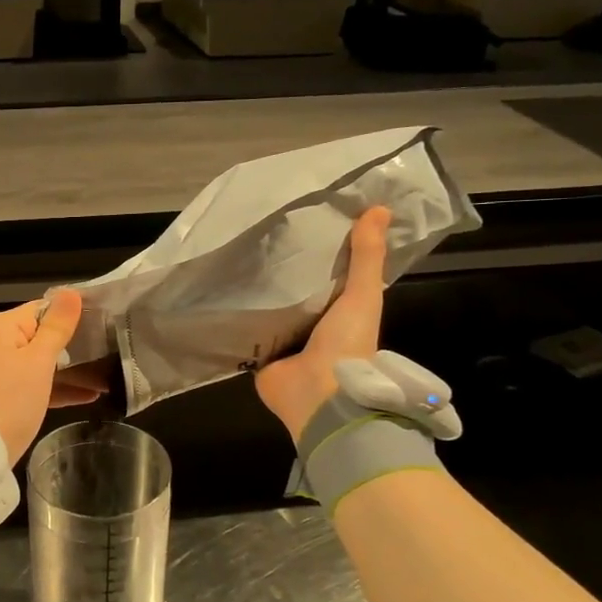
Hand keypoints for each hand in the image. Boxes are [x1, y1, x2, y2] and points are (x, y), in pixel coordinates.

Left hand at [0, 289, 105, 462]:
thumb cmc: (10, 400)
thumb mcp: (38, 361)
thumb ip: (57, 327)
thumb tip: (71, 292)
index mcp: (1, 326)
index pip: (44, 308)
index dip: (74, 314)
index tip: (107, 321)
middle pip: (44, 334)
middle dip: (77, 345)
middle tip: (113, 349)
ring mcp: (0, 368)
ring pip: (43, 361)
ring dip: (74, 370)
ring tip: (110, 376)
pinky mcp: (5, 393)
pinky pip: (37, 382)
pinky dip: (59, 387)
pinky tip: (91, 395)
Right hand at [255, 206, 390, 444]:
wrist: (319, 394)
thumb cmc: (347, 344)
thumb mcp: (364, 294)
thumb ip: (367, 256)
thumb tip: (379, 208)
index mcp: (342, 317)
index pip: (330, 281)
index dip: (321, 256)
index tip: (305, 225)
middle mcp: (314, 330)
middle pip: (297, 296)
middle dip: (284, 274)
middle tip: (262, 236)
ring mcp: (285, 346)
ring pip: (271, 312)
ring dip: (259, 294)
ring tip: (238, 256)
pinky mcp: (260, 357)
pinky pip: (248, 332)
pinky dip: (238, 316)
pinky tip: (222, 292)